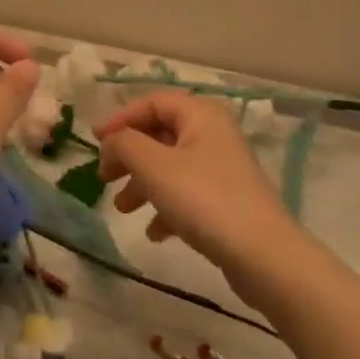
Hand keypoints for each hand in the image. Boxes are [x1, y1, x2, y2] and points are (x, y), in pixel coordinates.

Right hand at [98, 92, 303, 280]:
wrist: (263, 256)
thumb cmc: (204, 199)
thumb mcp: (153, 165)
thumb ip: (124, 144)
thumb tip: (111, 142)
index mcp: (200, 115)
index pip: (152, 102)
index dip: (120, 118)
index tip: (95, 142)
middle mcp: (213, 134)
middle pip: (160, 134)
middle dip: (129, 155)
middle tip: (104, 177)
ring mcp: (222, 169)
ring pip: (170, 166)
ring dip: (142, 183)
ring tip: (123, 208)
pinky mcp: (227, 202)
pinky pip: (187, 194)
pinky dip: (166, 207)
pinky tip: (154, 232)